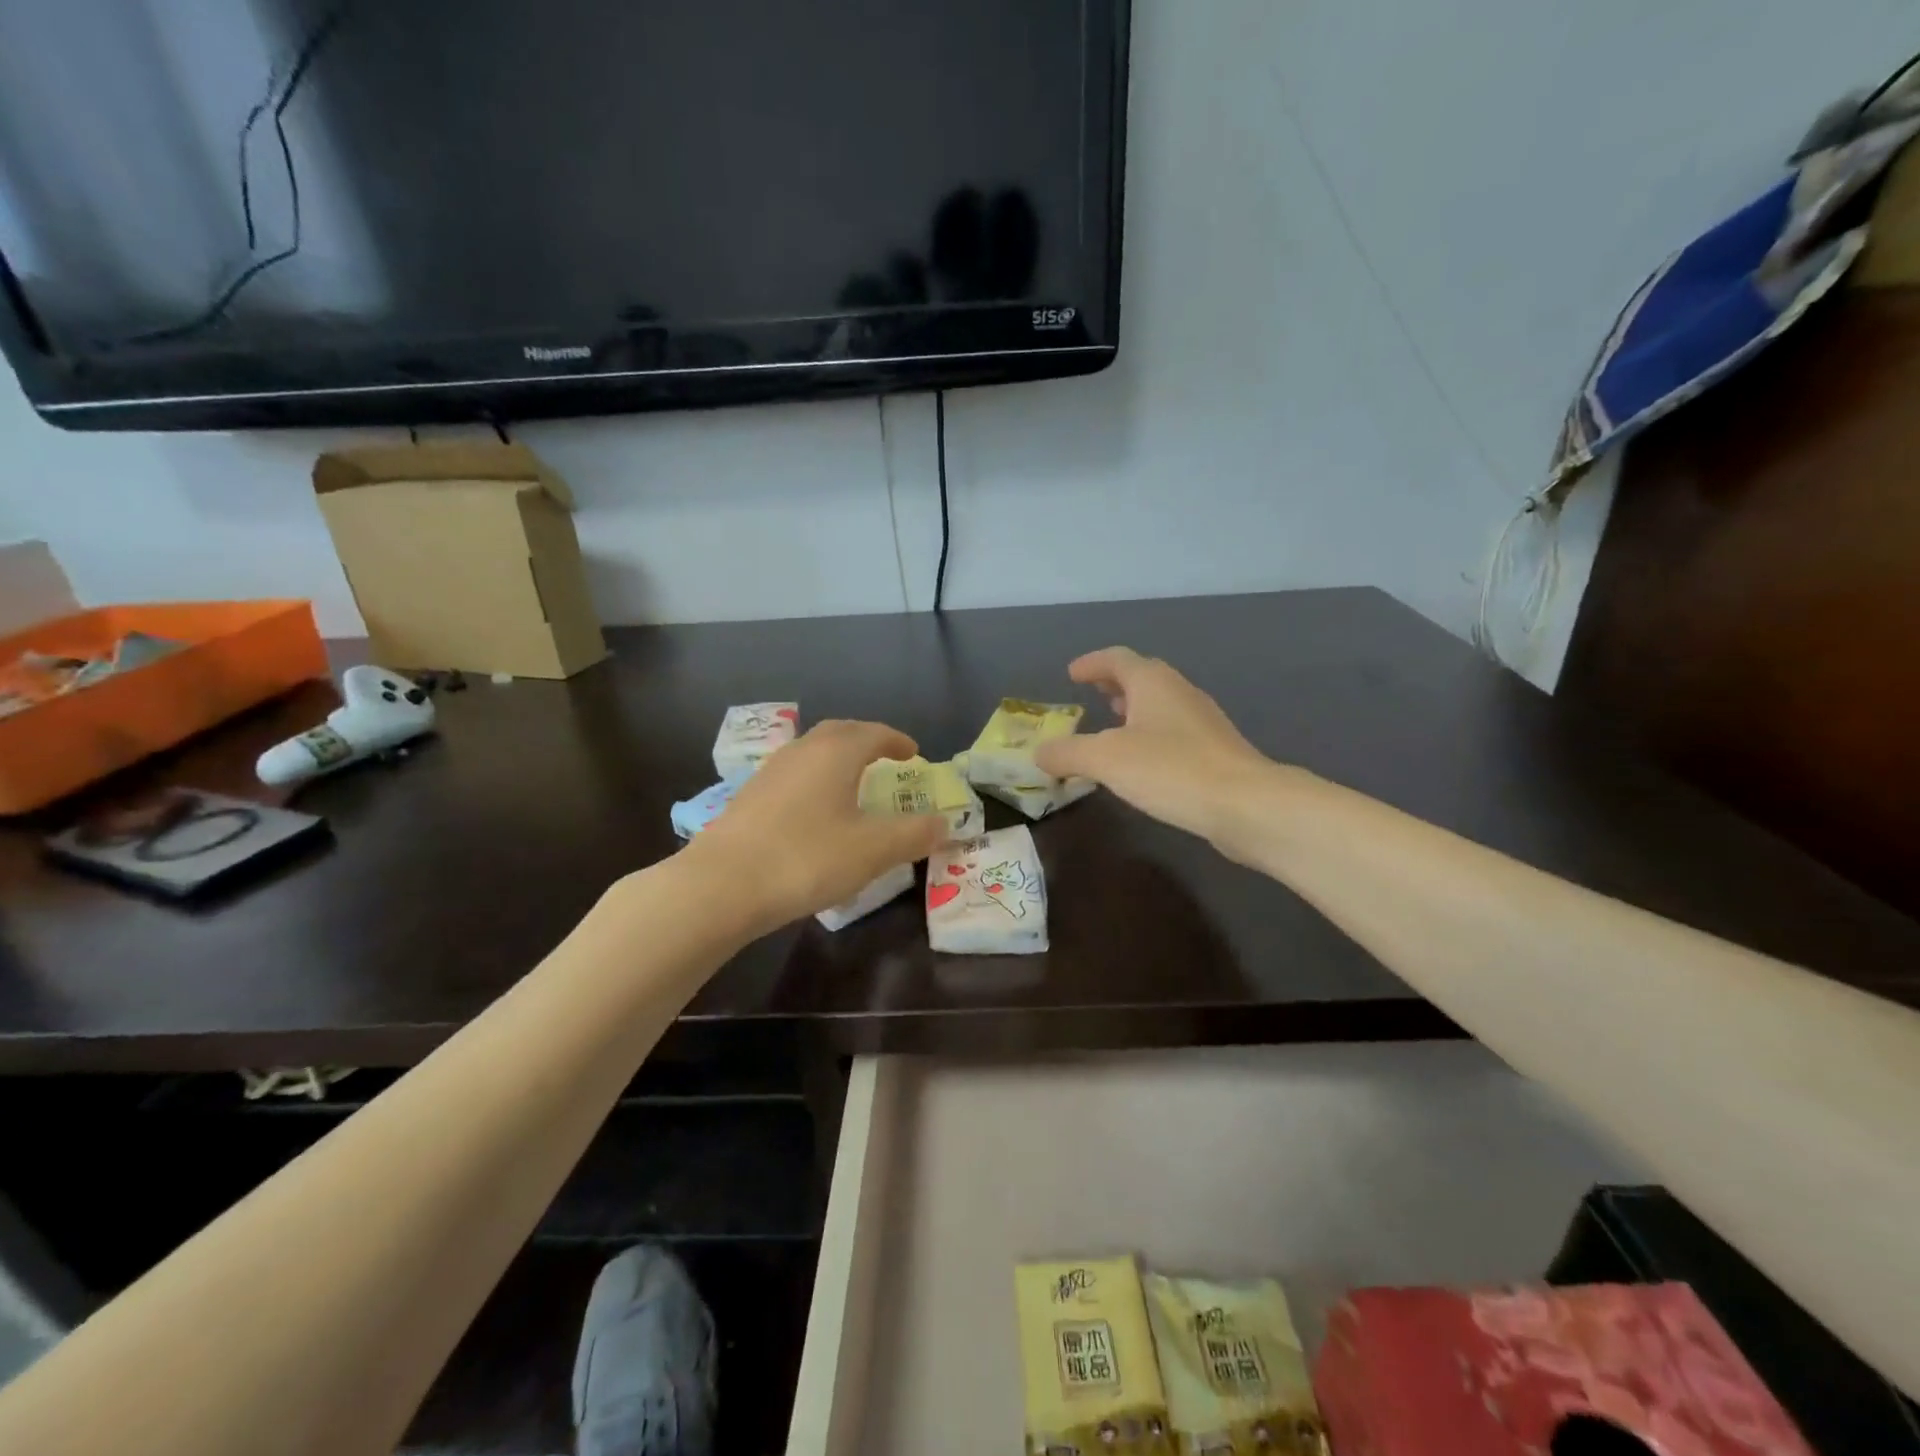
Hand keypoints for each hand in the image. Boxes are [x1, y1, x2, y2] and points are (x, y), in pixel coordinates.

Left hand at [691, 720, 948, 929]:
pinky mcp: (748, 798)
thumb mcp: (873, 850)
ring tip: (851, 782)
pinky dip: (813, 781)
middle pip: (839, 733)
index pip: (874, 733)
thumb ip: (915, 834)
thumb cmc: (807, 858)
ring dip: (836, 760)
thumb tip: (945, 823)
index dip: (897, 741)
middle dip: (866, 741)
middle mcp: (801, 751)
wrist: (721, 885)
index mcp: (835, 753)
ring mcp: (769, 773)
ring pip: (811, 753)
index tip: (914, 753)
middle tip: (884, 758)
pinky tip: (813, 812)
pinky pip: (792, 776)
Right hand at [1034, 647, 1272, 850]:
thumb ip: (1068, 753)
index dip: (1092, 664)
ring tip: (1112, 724)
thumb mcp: (1105, 760)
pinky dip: (1150, 735)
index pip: (1117, 659)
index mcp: (1153, 683)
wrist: (1246, 804)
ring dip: (1134, 709)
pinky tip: (1142, 762)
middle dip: (1114, 684)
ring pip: (1160, 705)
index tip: (1071, 673)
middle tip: (1092, 693)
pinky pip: (1173, 731)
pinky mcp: (1215, 752)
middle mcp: (1179, 693)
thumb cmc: (1171, 769)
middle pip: (1143, 677)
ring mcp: (1202, 722)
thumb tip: (1039, 753)